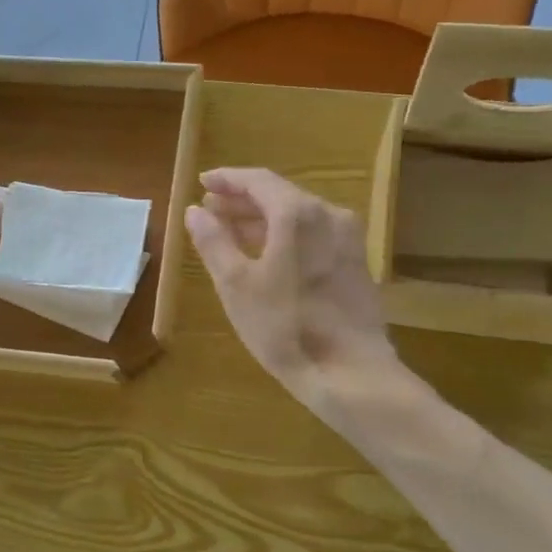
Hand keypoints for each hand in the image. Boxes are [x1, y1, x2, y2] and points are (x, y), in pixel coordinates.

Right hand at [184, 167, 399, 411]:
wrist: (350, 372)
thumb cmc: (285, 326)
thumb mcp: (236, 285)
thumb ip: (214, 242)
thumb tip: (195, 211)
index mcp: (298, 213)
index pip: (258, 180)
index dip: (228, 179)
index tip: (202, 183)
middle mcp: (329, 215)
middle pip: (280, 196)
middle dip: (243, 201)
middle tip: (211, 209)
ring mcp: (348, 239)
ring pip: (298, 217)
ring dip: (263, 220)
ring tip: (232, 232)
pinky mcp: (356, 264)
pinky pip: (314, 236)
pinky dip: (286, 237)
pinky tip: (268, 256)